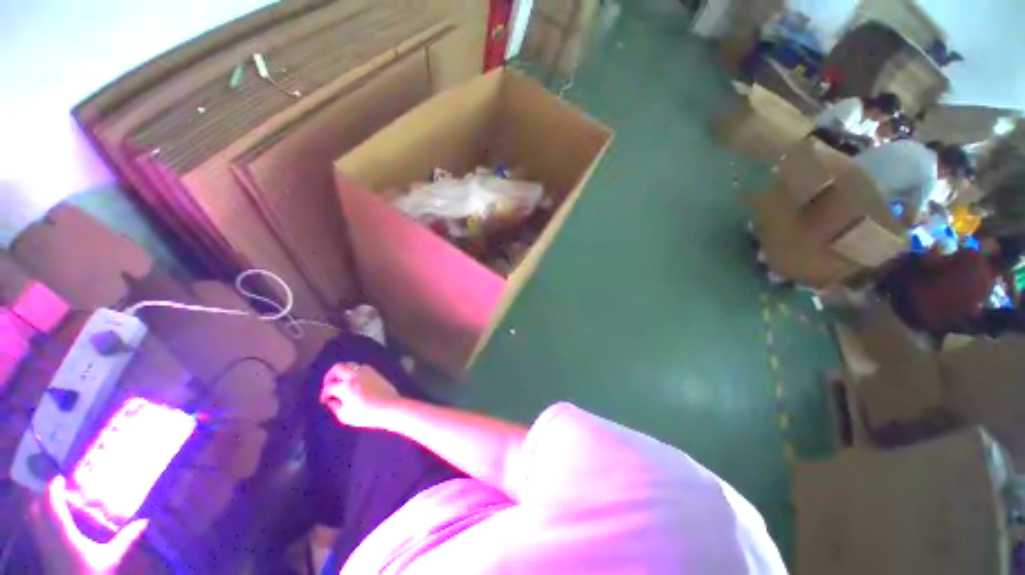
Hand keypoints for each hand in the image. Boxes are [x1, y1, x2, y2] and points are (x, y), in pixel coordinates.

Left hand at [29, 476, 147, 574]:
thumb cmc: (92, 573)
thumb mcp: (112, 559)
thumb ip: (125, 540)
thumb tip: (145, 521)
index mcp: (62, 532)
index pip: (51, 502)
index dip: (54, 486)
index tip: (63, 476)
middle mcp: (47, 535)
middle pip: (36, 509)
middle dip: (44, 496)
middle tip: (59, 488)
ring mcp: (43, 545)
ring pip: (34, 520)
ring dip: (42, 507)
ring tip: (57, 502)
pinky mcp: (44, 552)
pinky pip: (38, 529)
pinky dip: (43, 520)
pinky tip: (57, 524)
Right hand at [319, 363, 399, 428]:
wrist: (390, 407)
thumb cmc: (368, 415)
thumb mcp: (346, 416)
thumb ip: (335, 407)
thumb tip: (331, 401)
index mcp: (346, 387)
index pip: (329, 387)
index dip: (323, 394)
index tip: (325, 400)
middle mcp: (355, 376)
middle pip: (337, 367)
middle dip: (329, 376)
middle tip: (329, 385)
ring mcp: (366, 372)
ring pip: (350, 364)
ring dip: (343, 371)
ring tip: (341, 381)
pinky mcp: (375, 372)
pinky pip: (361, 366)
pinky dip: (355, 371)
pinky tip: (355, 379)